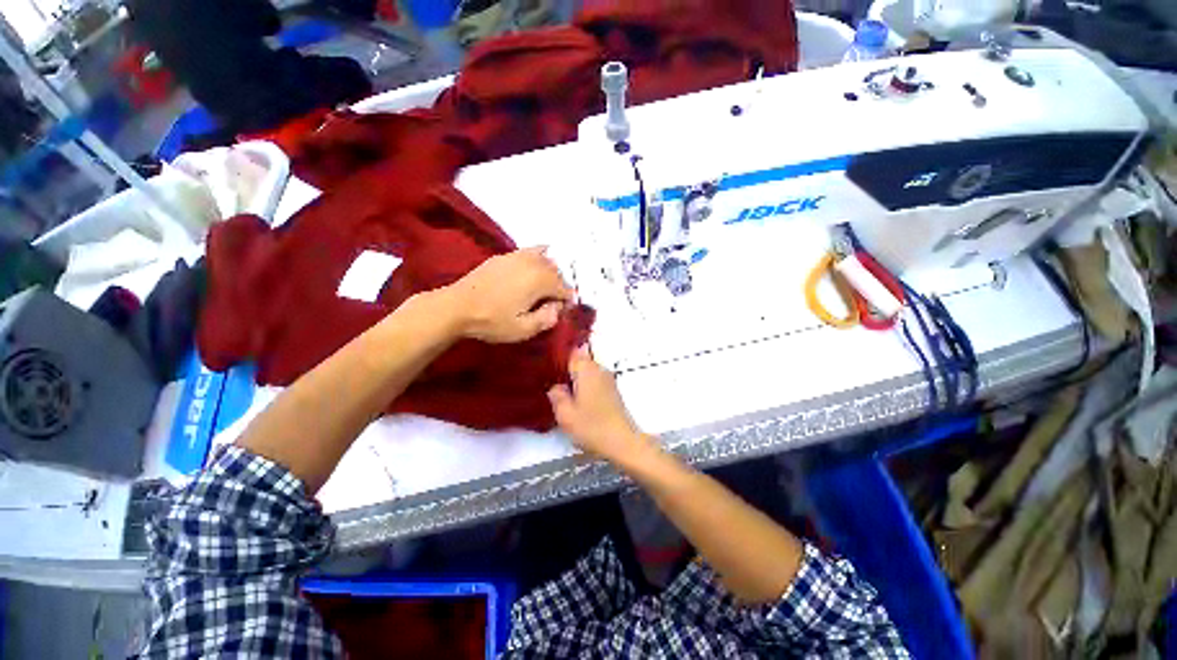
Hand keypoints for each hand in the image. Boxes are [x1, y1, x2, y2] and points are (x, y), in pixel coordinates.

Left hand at [445, 247, 574, 343]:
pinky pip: (530, 252)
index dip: (565, 303)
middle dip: (558, 287)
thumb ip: (547, 319)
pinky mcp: (505, 255)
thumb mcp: (523, 329)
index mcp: (541, 280)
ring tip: (541, 288)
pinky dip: (537, 260)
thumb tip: (557, 309)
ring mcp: (518, 255)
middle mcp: (534, 262)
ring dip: (549, 273)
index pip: (565, 289)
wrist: (457, 307)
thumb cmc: (492, 321)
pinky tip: (530, 272)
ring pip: (546, 259)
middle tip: (549, 304)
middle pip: (557, 272)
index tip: (556, 314)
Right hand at [548, 347, 660, 468]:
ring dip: (576, 377)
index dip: (560, 354)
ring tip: (562, 388)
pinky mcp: (613, 391)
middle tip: (550, 377)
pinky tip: (577, 398)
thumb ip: (557, 396)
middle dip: (567, 366)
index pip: (572, 351)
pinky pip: (595, 380)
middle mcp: (599, 369)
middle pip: (581, 360)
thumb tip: (556, 386)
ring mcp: (608, 380)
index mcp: (586, 370)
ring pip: (588, 371)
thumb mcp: (565, 415)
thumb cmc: (592, 427)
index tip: (547, 361)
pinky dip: (585, 385)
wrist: (623, 443)